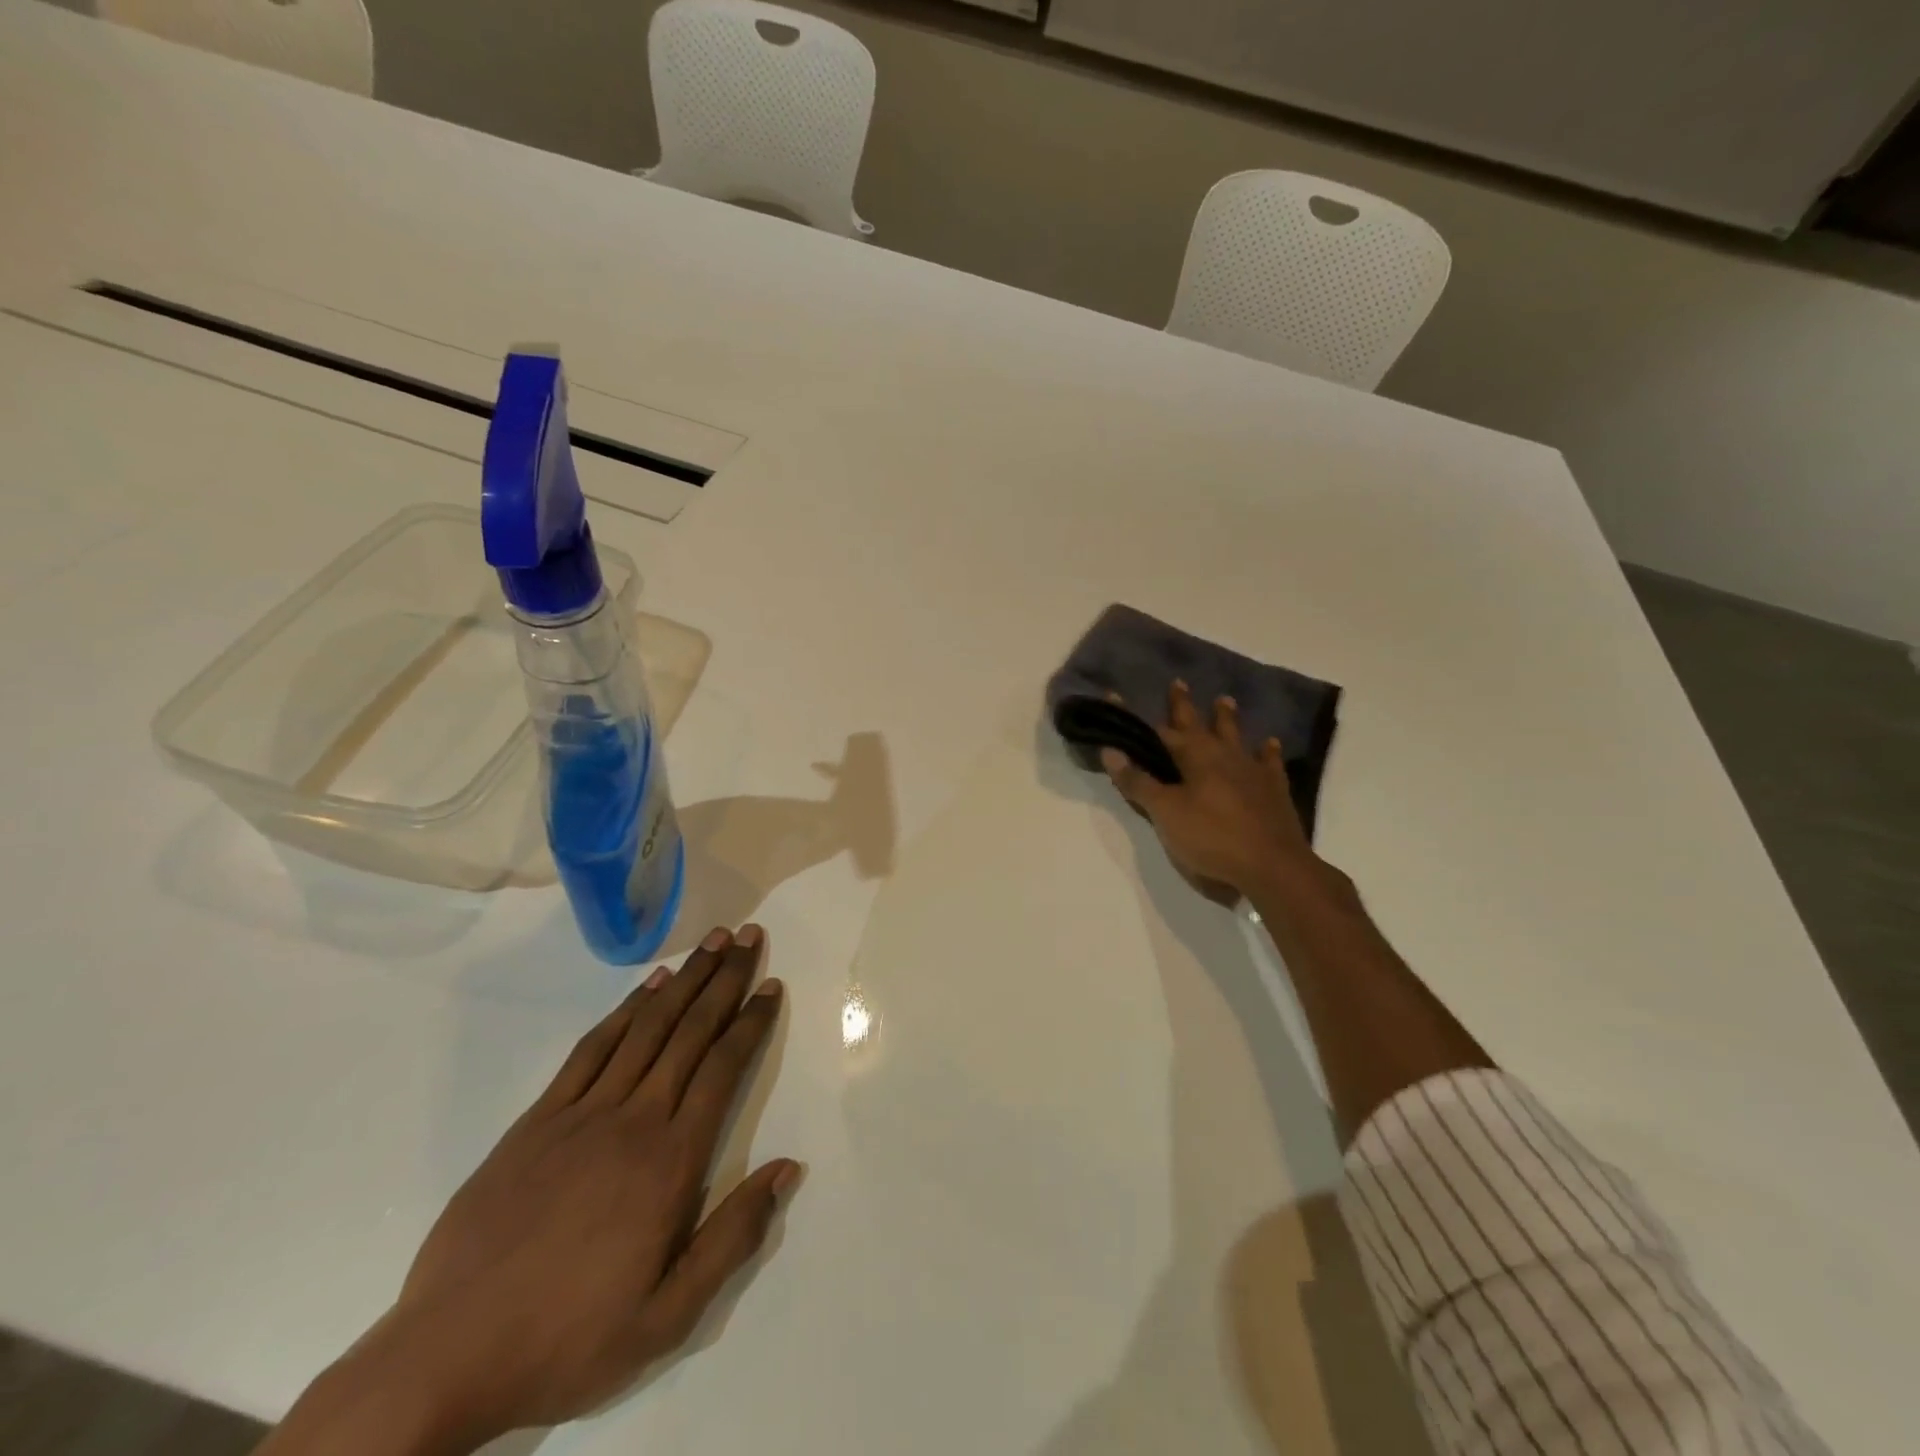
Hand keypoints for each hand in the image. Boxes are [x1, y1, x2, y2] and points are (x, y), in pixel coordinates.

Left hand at [269, 925, 799, 1455]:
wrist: (446, 1357)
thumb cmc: (570, 1337)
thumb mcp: (669, 1316)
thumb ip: (734, 1237)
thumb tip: (788, 1168)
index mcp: (671, 1161)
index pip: (723, 1068)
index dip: (751, 1021)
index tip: (770, 984)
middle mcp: (634, 1119)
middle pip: (690, 1032)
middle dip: (724, 979)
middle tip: (750, 936)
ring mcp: (583, 1112)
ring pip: (647, 1027)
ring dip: (684, 979)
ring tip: (713, 942)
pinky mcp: (539, 1117)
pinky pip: (592, 1048)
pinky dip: (625, 1009)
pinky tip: (648, 986)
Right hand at [1102, 681, 1314, 898]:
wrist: (1272, 866)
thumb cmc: (1212, 837)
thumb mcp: (1166, 813)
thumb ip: (1139, 782)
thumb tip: (1110, 751)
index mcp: (1194, 757)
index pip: (1157, 731)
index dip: (1134, 718)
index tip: (1116, 697)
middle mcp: (1223, 754)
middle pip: (1199, 724)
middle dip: (1183, 705)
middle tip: (1178, 682)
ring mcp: (1252, 770)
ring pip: (1236, 736)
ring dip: (1226, 718)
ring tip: (1224, 699)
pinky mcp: (1274, 789)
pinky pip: (1270, 762)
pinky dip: (1267, 751)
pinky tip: (1269, 743)